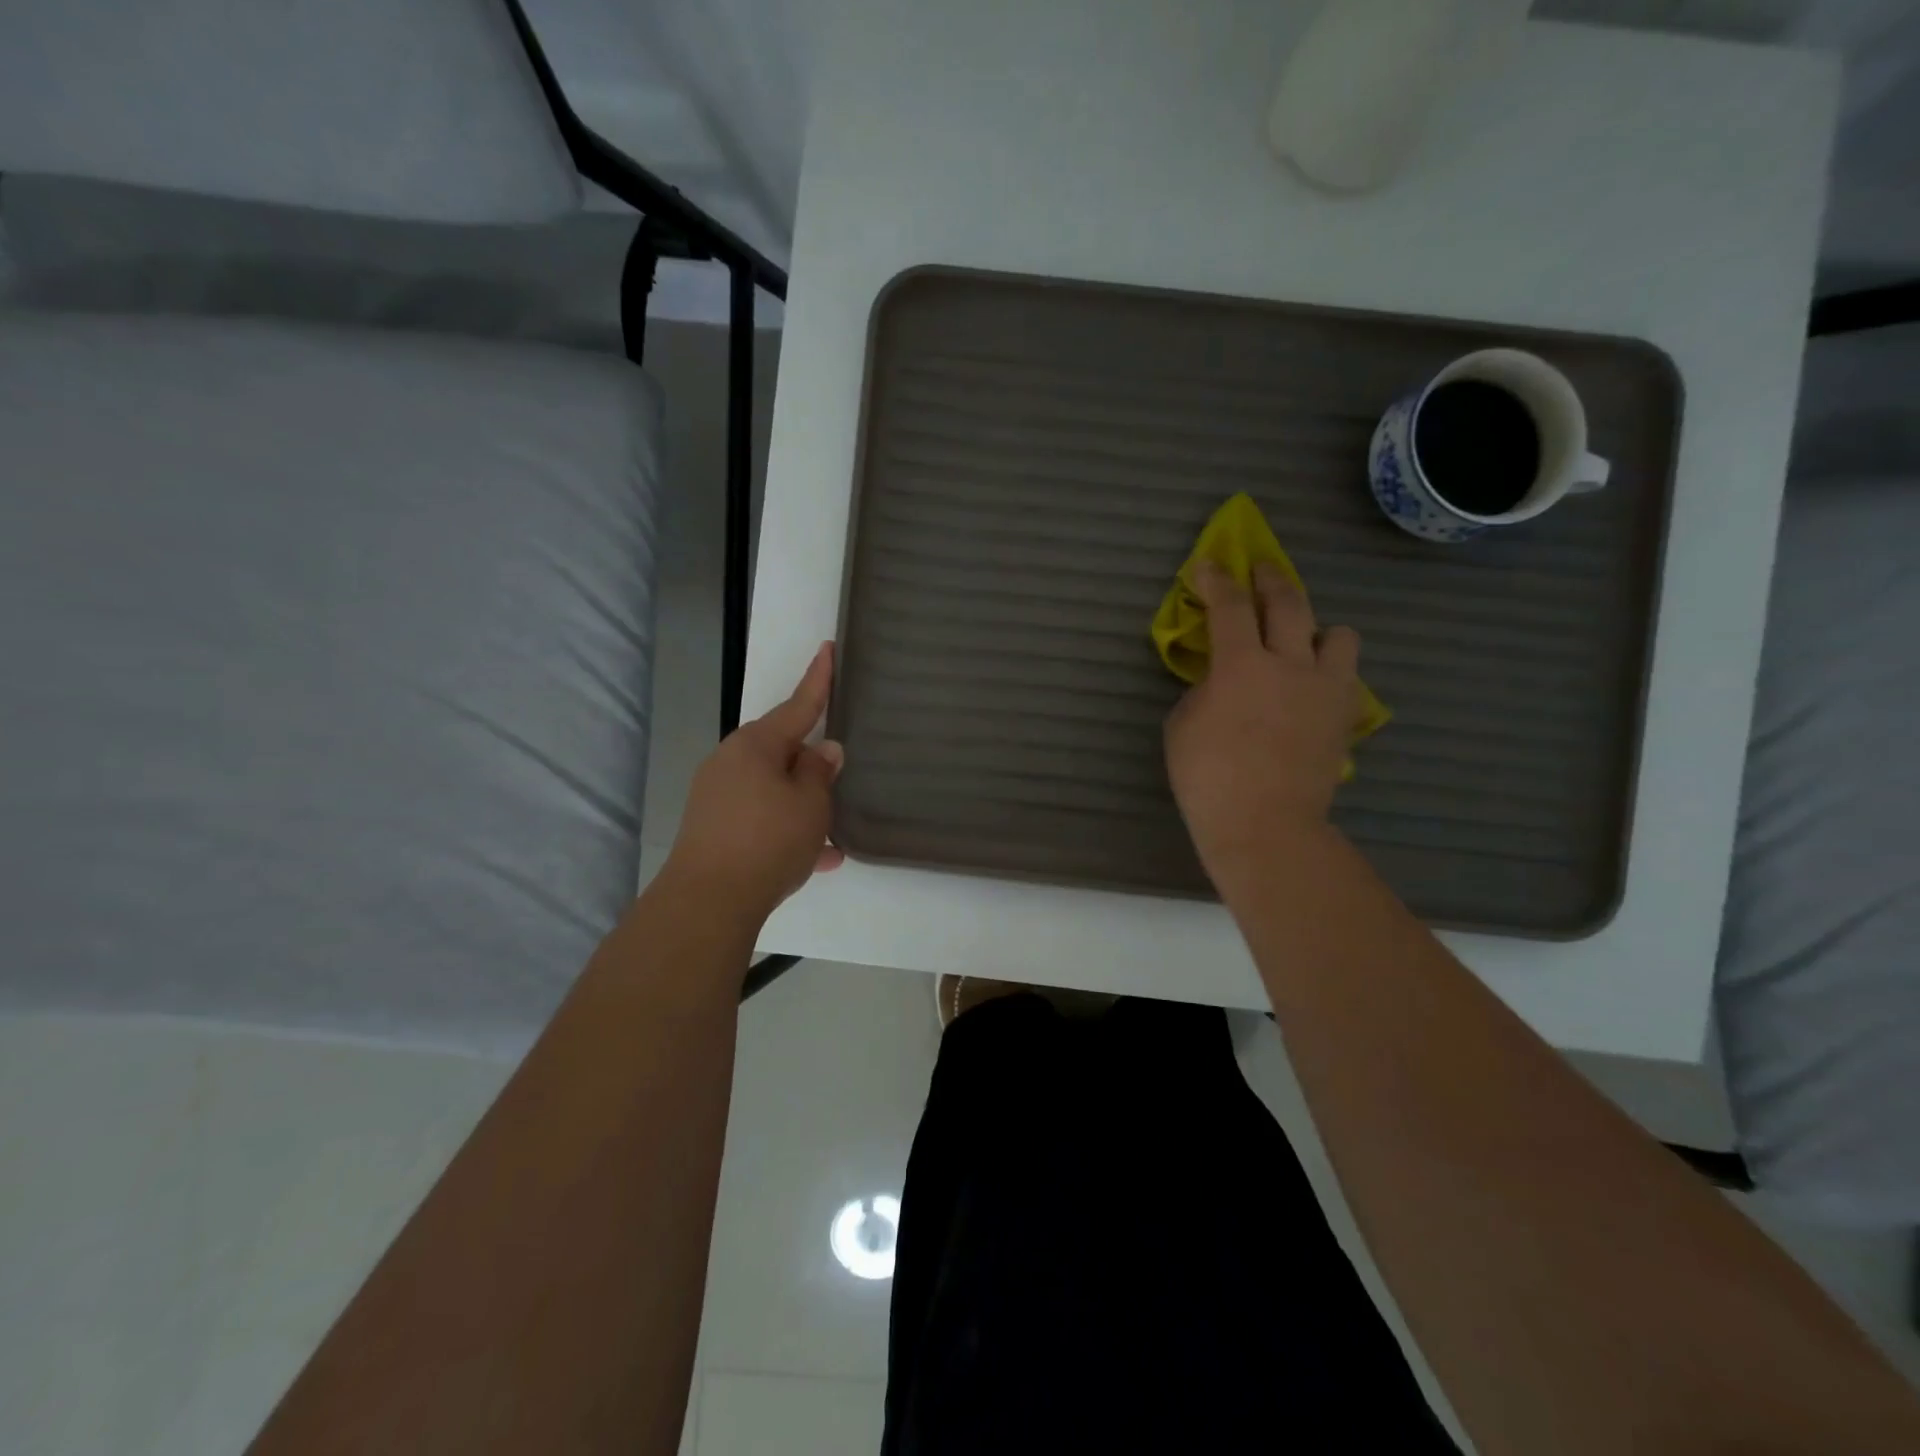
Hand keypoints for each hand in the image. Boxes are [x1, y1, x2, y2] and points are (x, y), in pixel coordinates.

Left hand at [665, 643, 845, 920]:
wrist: (709, 902)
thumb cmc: (768, 840)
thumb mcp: (810, 804)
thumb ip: (819, 773)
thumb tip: (822, 749)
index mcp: (756, 745)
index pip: (797, 705)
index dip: (818, 679)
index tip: (827, 648)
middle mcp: (731, 762)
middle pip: (781, 751)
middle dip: (809, 762)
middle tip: (837, 775)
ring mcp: (717, 797)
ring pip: (773, 789)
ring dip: (801, 804)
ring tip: (832, 829)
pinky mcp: (713, 828)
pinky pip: (760, 818)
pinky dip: (786, 829)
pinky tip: (818, 857)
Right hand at [1164, 563, 1361, 881]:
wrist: (1265, 824)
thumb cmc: (1208, 778)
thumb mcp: (1182, 725)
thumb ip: (1203, 690)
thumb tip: (1222, 679)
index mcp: (1241, 665)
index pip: (1229, 606)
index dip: (1216, 580)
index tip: (1209, 565)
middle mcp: (1289, 664)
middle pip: (1288, 602)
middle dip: (1269, 579)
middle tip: (1259, 571)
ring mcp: (1324, 689)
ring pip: (1338, 634)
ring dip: (1316, 629)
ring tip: (1301, 642)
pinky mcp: (1343, 716)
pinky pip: (1346, 677)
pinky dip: (1329, 672)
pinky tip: (1312, 688)